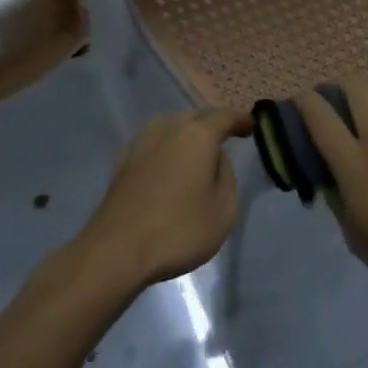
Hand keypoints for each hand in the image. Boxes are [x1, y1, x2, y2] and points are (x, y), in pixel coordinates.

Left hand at [77, 109, 250, 287]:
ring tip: (195, 149)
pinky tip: (166, 162)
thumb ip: (226, 176)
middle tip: (224, 137)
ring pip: (169, 126)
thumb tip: (216, 159)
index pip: (224, 117)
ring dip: (185, 132)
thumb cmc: (178, 229)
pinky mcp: (121, 162)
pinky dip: (165, 146)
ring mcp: (141, 143)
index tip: (250, 125)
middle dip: (211, 124)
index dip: (239, 120)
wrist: (117, 250)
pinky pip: (151, 143)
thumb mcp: (223, 209)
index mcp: (197, 136)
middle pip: (194, 117)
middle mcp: (168, 129)